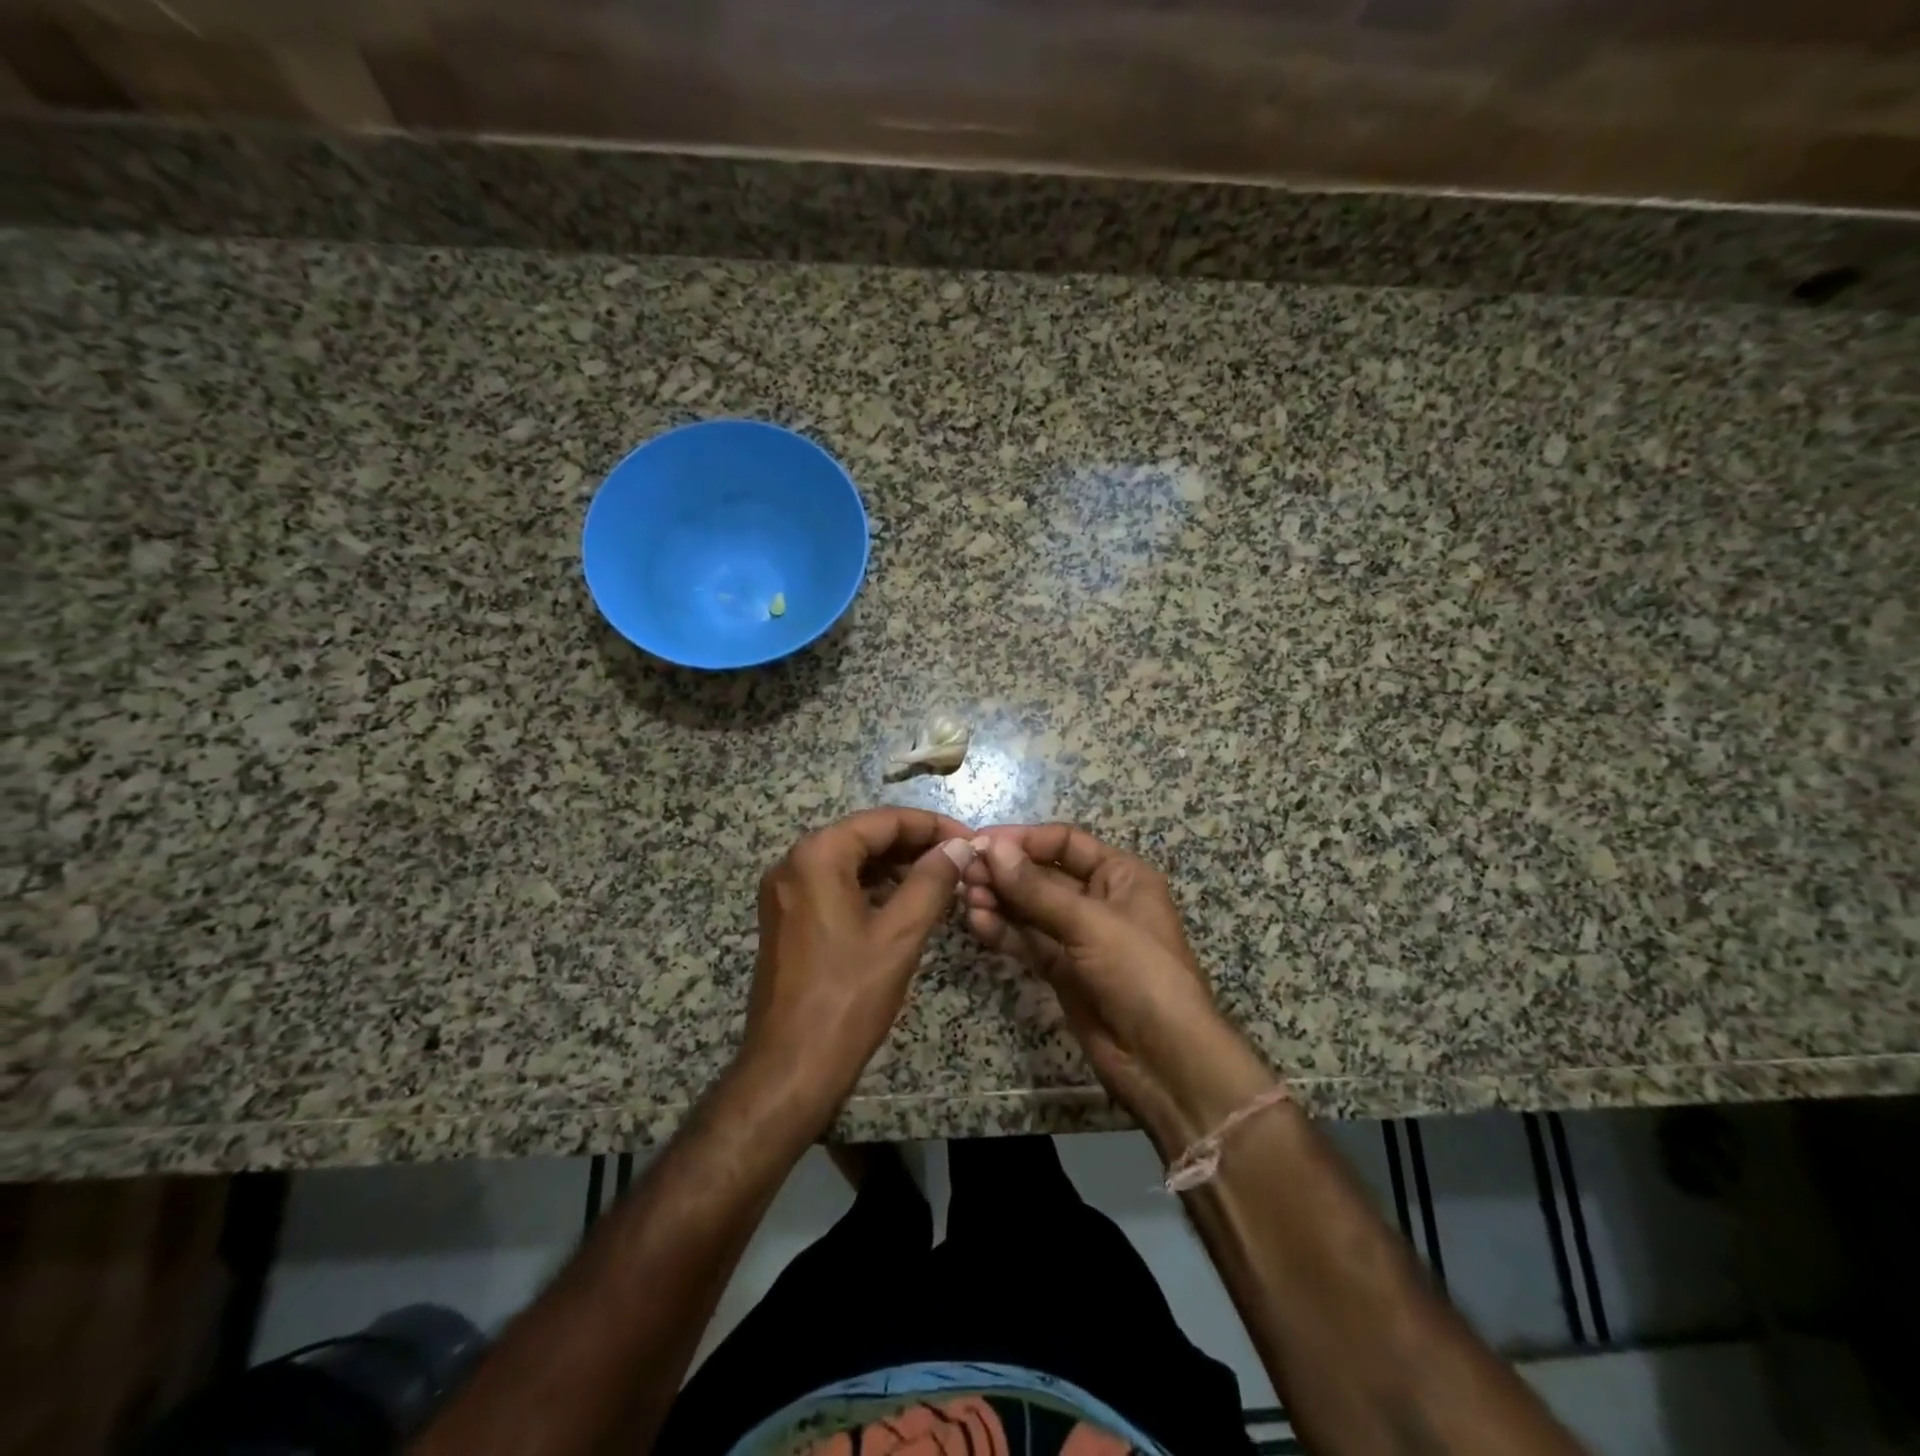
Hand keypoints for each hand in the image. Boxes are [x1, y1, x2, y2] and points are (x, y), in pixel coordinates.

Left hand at [741, 808, 975, 1127]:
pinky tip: (908, 903)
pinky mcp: (788, 919)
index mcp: (817, 856)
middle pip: (865, 837)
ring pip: (851, 862)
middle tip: (962, 861)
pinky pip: (836, 887)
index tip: (971, 841)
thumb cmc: (848, 997)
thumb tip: (960, 847)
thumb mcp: (900, 934)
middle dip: (915, 846)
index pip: (883, 821)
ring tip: (944, 881)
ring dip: (896, 867)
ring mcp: (786, 892)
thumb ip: (933, 881)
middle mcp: (794, 863)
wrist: (790, 1069)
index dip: (932, 826)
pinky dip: (873, 889)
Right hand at [961, 825, 1273, 1145]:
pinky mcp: (1062, 970)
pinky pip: (1028, 941)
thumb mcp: (1090, 923)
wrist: (1165, 1060)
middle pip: (1043, 874)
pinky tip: (978, 923)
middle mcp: (1099, 899)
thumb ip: (1036, 889)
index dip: (1024, 840)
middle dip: (1005, 873)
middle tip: (963, 873)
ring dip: (999, 901)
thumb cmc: (1140, 973)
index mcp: (1121, 875)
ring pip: (1030, 909)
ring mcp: (1079, 937)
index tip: (981, 843)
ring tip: (966, 898)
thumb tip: (991, 849)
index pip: (1065, 842)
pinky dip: (1004, 931)